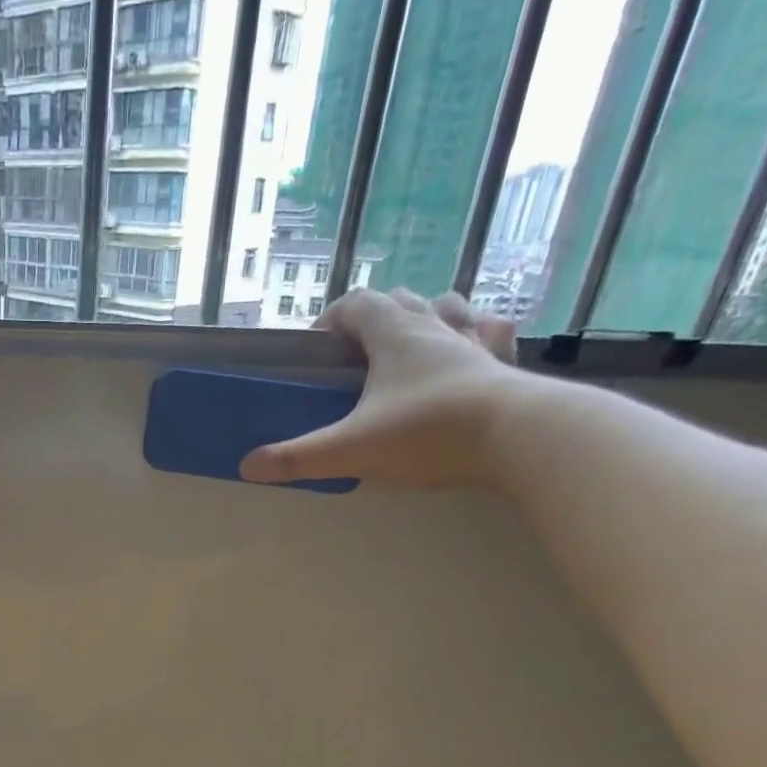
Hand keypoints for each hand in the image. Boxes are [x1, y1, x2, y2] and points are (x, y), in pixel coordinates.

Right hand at [240, 288, 522, 489]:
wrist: (519, 436)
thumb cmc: (427, 433)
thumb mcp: (351, 449)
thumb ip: (298, 458)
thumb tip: (247, 467)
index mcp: (394, 334)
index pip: (356, 304)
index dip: (331, 320)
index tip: (316, 348)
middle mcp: (435, 326)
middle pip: (399, 299)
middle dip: (372, 319)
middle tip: (356, 356)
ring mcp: (474, 342)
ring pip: (446, 306)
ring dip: (424, 315)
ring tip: (410, 344)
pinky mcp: (505, 364)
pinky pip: (491, 332)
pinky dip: (476, 332)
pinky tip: (471, 347)